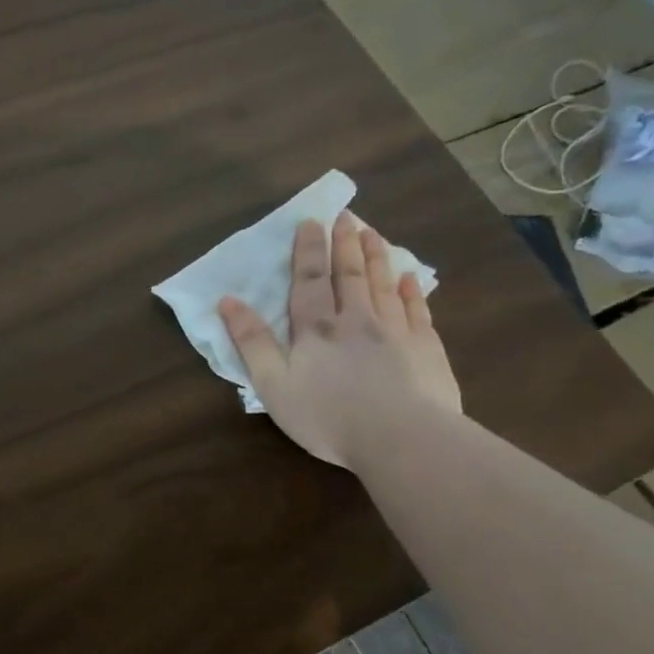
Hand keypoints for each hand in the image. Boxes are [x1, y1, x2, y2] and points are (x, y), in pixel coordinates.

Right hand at [219, 212, 460, 466]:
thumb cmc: (327, 416)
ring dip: (376, 257)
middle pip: (349, 275)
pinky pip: (417, 311)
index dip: (308, 251)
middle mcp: (356, 320)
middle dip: (344, 244)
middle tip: (346, 215)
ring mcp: (395, 331)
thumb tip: (227, 301)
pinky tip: (410, 278)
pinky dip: (412, 291)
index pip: (309, 281)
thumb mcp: (273, 384)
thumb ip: (252, 342)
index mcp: (316, 329)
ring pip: (383, 285)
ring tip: (372, 233)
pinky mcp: (426, 349)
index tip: (310, 222)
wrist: (401, 438)